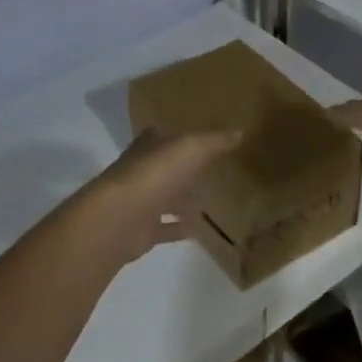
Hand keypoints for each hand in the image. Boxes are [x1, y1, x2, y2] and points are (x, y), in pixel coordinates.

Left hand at [71, 128, 239, 264]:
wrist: (122, 216)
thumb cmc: (157, 172)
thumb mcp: (192, 148)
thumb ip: (215, 141)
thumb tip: (240, 131)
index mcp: (150, 146)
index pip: (166, 136)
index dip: (183, 138)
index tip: (204, 142)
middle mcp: (142, 170)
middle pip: (167, 169)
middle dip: (185, 171)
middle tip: (211, 174)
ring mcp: (139, 201)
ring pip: (165, 198)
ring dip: (183, 201)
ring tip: (208, 203)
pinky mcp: (141, 229)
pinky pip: (165, 227)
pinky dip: (179, 227)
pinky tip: (198, 229)